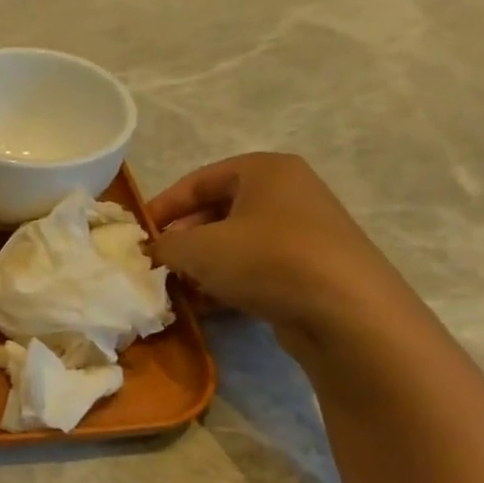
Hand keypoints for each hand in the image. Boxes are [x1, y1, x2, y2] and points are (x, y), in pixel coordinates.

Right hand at [146, 153, 416, 355]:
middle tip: (157, 265)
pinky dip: (229, 282)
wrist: (346, 312)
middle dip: (182, 240)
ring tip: (178, 289)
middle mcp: (288, 193)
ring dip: (202, 266)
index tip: (137, 235)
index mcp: (264, 171)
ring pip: (235, 243)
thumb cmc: (266, 260)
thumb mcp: (198, 248)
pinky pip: (256, 268)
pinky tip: (208, 306)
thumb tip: (151, 251)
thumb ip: (164, 245)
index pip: (197, 181)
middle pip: (216, 212)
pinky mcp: (311, 268)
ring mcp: (303, 232)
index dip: (162, 207)